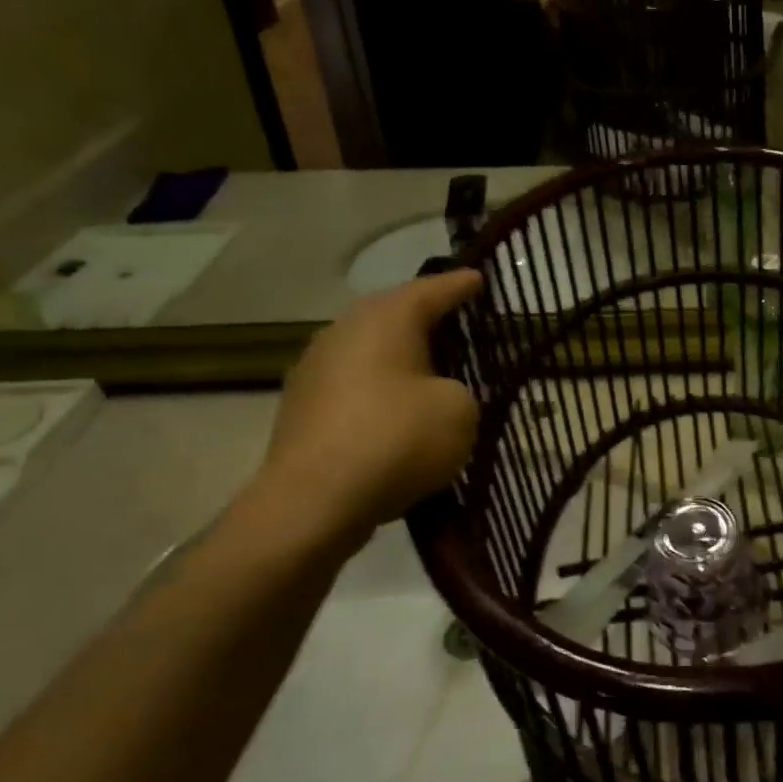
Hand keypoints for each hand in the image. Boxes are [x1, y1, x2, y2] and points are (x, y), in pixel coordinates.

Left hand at [253, 268, 482, 551]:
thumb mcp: (460, 412)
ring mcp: (316, 368)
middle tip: (457, 320)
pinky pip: (354, 384)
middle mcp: (345, 331)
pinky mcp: (302, 407)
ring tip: (431, 367)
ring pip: (370, 350)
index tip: (480, 278)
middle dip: (426, 317)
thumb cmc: (396, 440)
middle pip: (393, 314)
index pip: (432, 290)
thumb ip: (461, 391)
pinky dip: (379, 390)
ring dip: (400, 357)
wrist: (312, 502)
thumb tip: (439, 395)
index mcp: (386, 319)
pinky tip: (396, 410)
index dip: (460, 285)